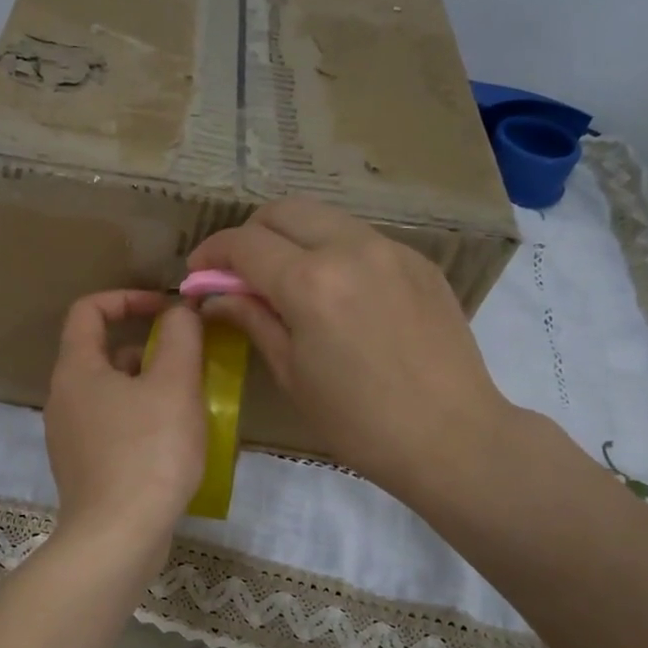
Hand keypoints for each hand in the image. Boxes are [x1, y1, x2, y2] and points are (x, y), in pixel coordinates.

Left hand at [44, 290, 205, 556]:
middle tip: (188, 365)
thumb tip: (178, 312)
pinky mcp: (83, 468)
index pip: (88, 310)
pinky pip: (112, 427)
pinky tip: (172, 444)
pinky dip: (140, 421)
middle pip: (102, 354)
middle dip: (148, 350)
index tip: (166, 310)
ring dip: (148, 388)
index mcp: (76, 370)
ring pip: (110, 394)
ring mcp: (69, 437)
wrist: (117, 537)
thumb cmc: (148, 453)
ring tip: (188, 405)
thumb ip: (180, 337)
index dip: (127, 298)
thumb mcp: (175, 385)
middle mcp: (63, 398)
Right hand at [188, 198, 516, 503]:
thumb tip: (214, 296)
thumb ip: (252, 319)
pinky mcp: (419, 261)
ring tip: (285, 281)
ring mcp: (391, 249)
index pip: (244, 243)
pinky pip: (361, 238)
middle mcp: (350, 248)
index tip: (198, 273)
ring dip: (292, 238)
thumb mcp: (291, 373)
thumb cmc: (357, 421)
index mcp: (310, 282)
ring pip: (325, 218)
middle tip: (239, 273)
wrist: (450, 436)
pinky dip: (333, 251)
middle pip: (283, 211)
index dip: (212, 253)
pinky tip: (335, 293)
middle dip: (250, 234)